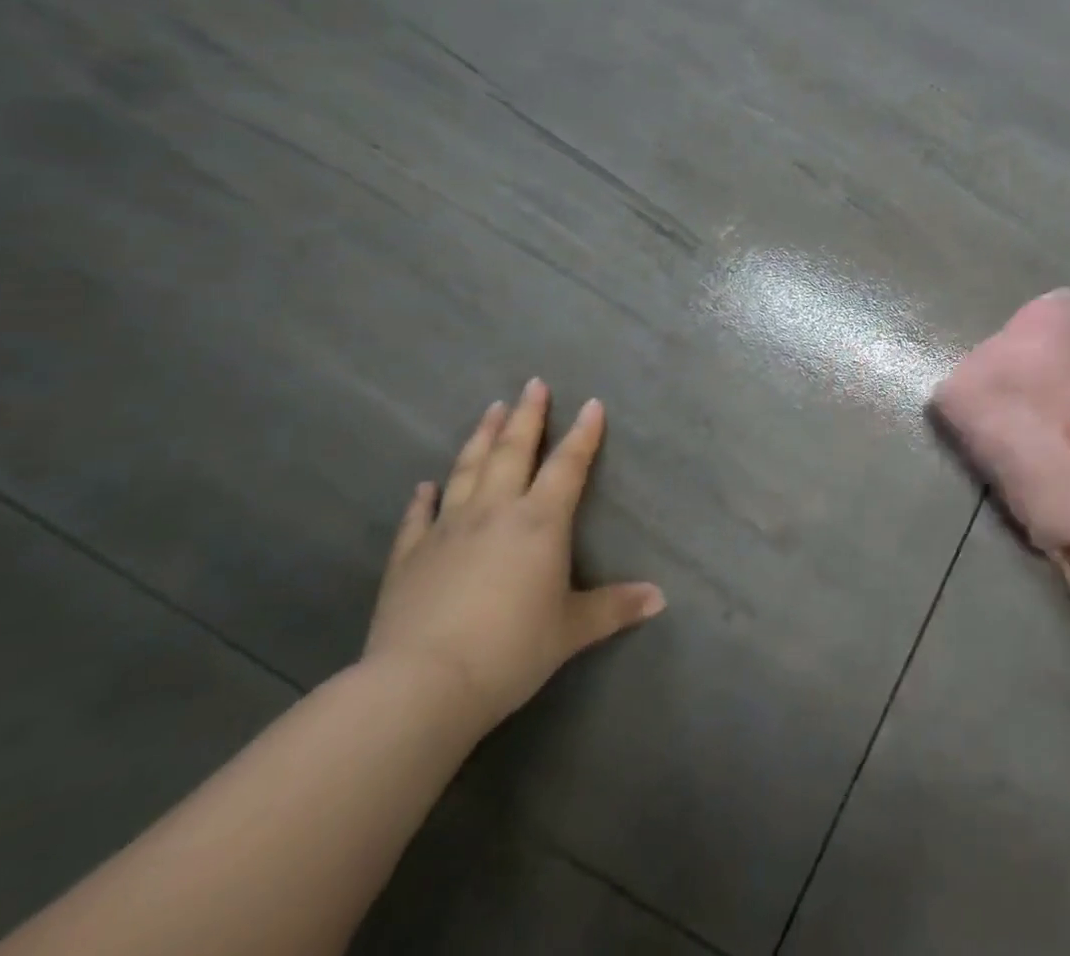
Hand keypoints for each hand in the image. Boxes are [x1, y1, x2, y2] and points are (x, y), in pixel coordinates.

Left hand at [363, 379, 664, 736]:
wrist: (421, 685)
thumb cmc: (511, 649)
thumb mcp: (573, 629)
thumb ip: (615, 607)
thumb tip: (661, 598)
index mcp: (540, 522)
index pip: (568, 466)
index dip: (583, 434)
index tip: (592, 403)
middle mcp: (494, 512)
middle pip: (512, 452)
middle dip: (527, 417)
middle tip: (533, 384)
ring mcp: (447, 531)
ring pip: (467, 471)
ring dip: (481, 438)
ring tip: (491, 410)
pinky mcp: (408, 558)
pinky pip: (418, 518)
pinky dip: (423, 499)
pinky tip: (426, 484)